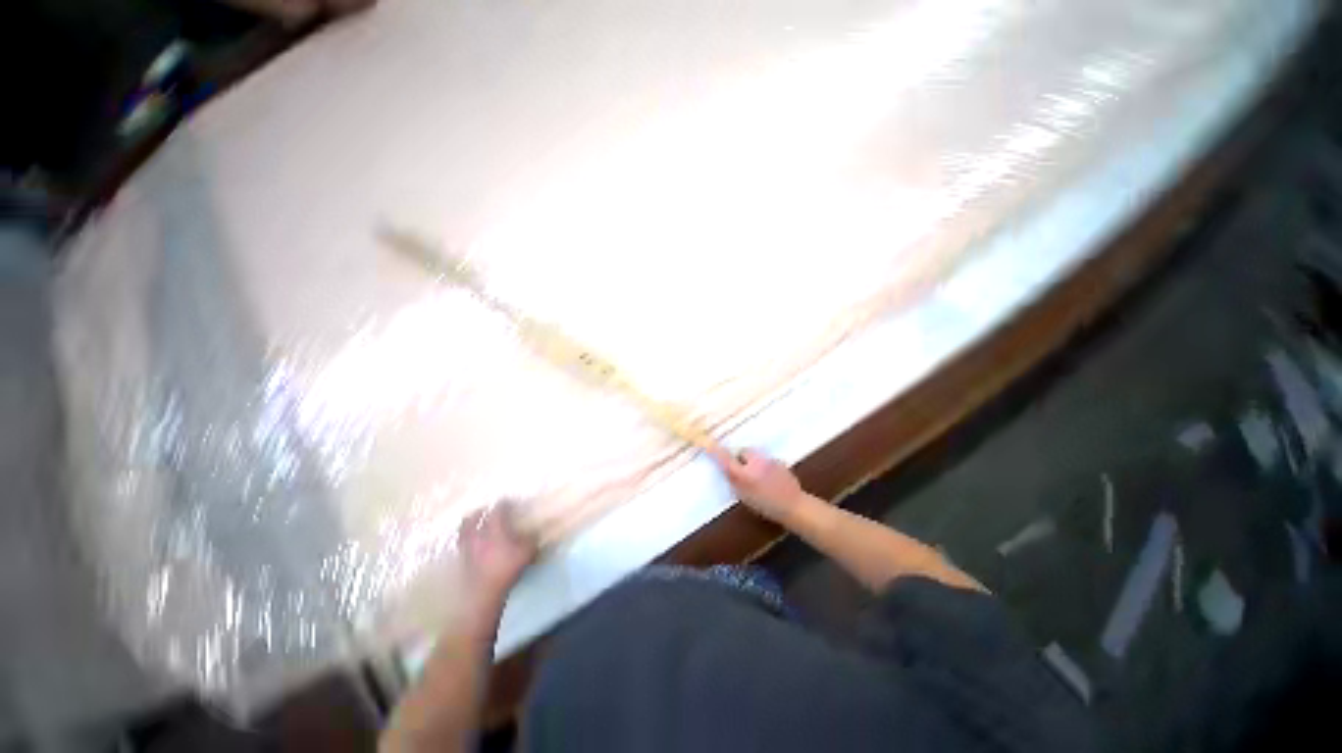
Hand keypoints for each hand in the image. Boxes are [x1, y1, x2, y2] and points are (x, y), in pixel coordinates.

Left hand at [458, 501, 537, 601]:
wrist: (485, 593)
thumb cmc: (507, 569)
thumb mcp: (527, 552)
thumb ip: (531, 539)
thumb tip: (535, 531)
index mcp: (495, 530)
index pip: (497, 511)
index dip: (503, 504)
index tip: (508, 501)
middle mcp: (479, 535)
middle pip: (473, 518)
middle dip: (479, 512)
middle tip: (485, 510)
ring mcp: (468, 548)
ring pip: (463, 530)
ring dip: (468, 524)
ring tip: (474, 523)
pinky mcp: (463, 561)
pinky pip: (462, 544)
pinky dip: (465, 539)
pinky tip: (472, 542)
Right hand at [708, 446, 808, 521]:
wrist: (794, 506)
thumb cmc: (766, 505)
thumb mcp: (744, 496)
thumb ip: (734, 480)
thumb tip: (726, 467)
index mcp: (745, 474)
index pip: (726, 459)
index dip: (716, 452)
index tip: (708, 445)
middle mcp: (755, 462)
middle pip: (743, 452)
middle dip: (741, 458)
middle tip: (743, 471)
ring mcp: (769, 460)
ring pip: (755, 455)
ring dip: (753, 461)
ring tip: (759, 476)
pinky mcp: (779, 461)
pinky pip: (766, 459)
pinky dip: (764, 464)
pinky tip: (770, 477)